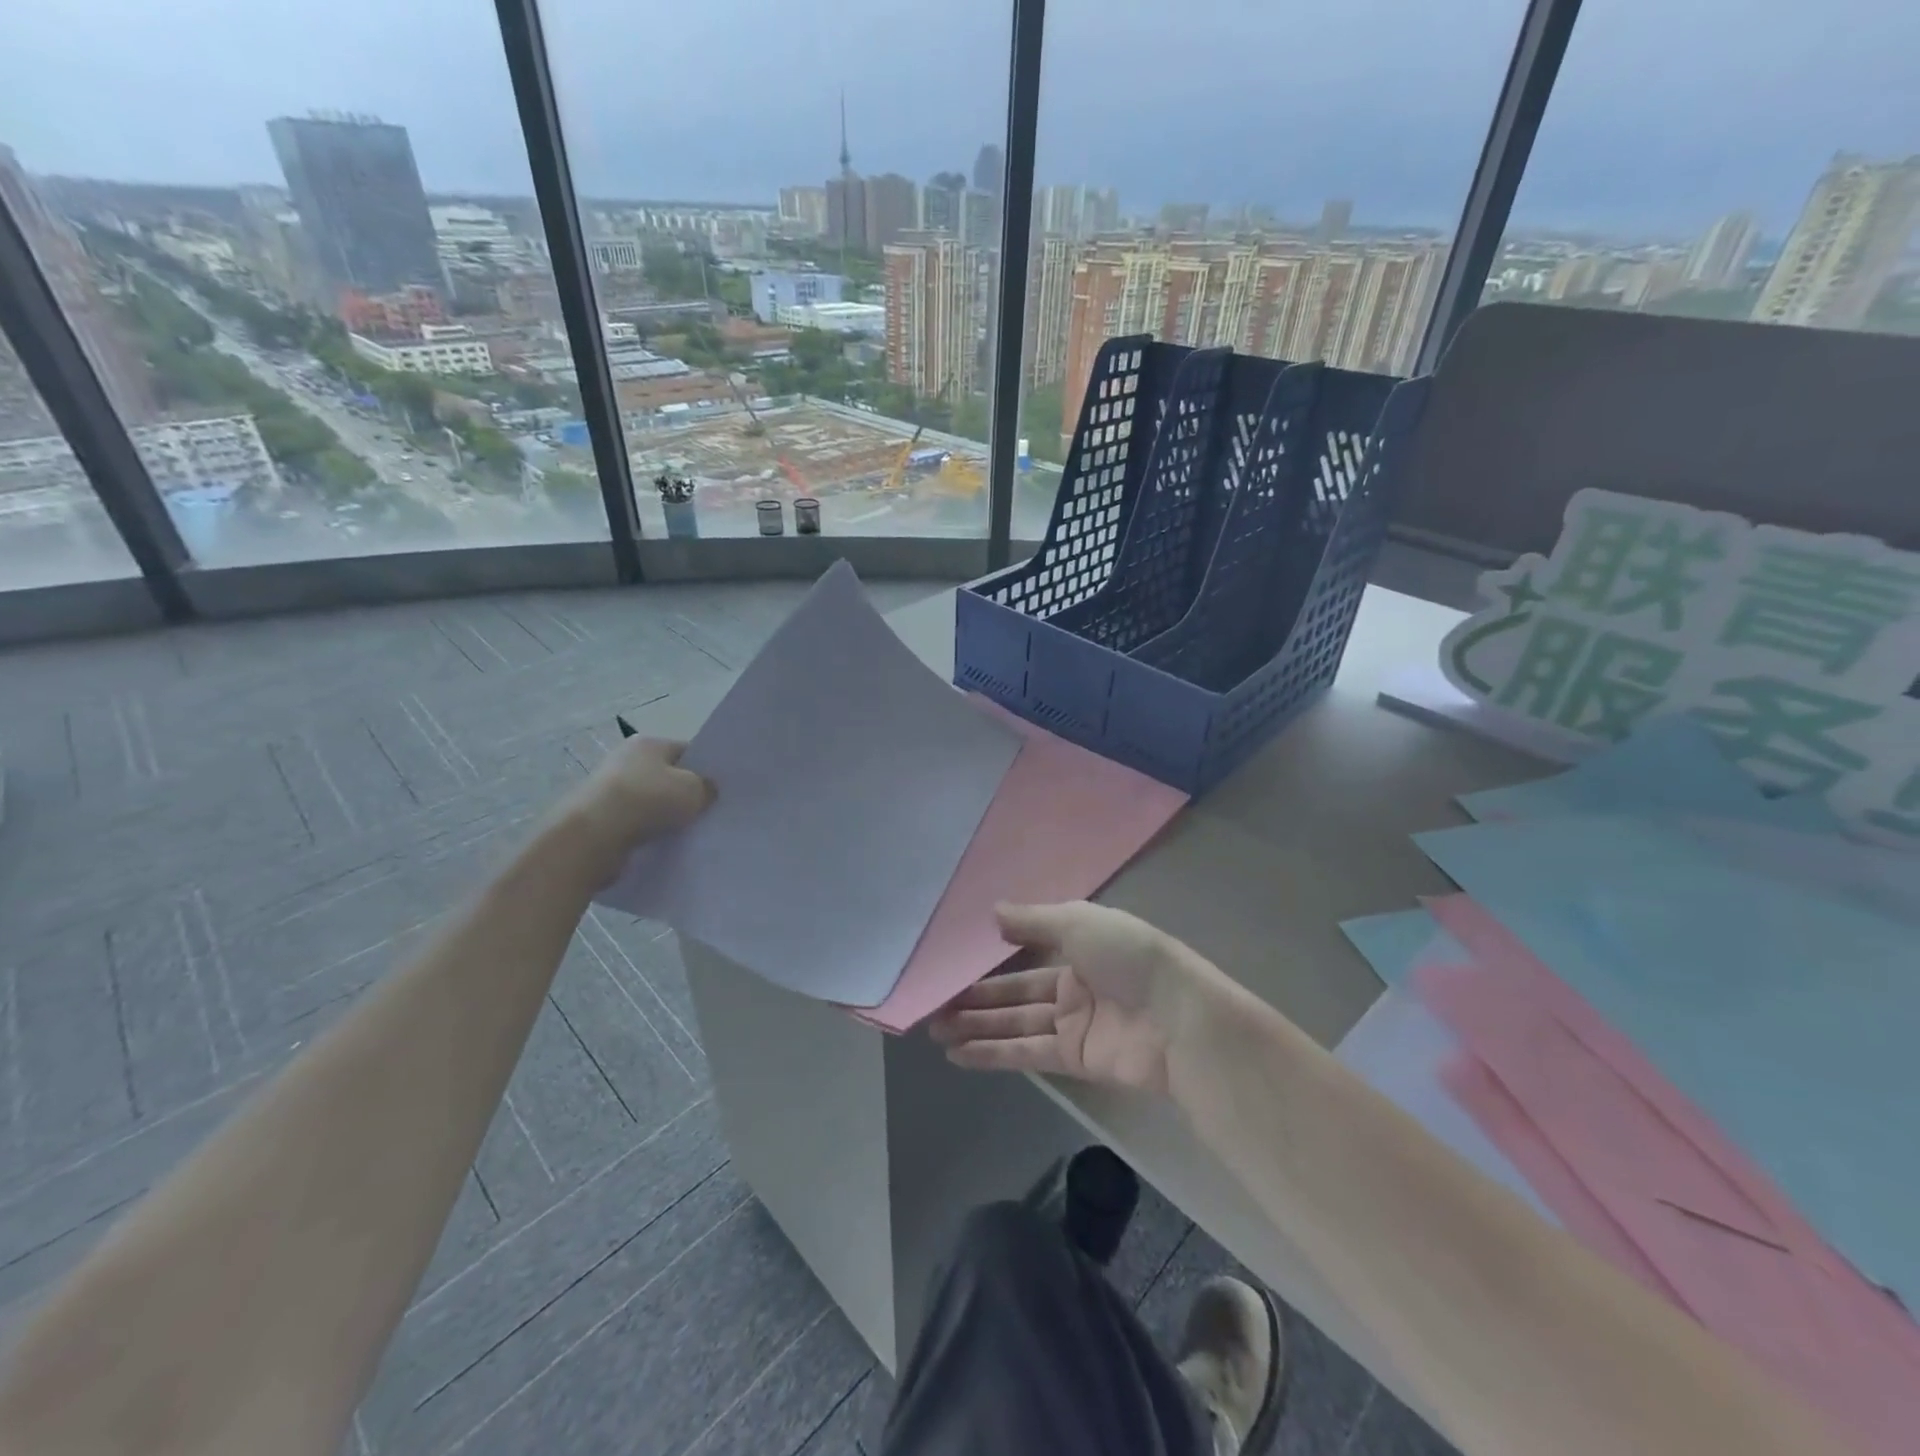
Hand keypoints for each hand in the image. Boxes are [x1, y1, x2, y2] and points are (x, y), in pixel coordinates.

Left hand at [555, 736, 713, 879]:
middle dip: (686, 794)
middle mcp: (626, 760)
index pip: (687, 751)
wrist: (591, 837)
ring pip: (652, 802)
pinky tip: (665, 844)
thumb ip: (707, 788)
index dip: (706, 769)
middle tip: (711, 812)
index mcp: (648, 743)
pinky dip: (649, 832)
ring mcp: (610, 790)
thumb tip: (707, 791)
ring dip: (667, 816)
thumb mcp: (694, 790)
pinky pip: (636, 823)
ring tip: (690, 832)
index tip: (723, 790)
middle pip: (668, 776)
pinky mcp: (600, 819)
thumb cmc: (647, 800)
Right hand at [929, 902, 1216, 1094]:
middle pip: (1015, 992)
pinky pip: (1025, 1052)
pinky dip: (992, 1053)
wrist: (1178, 1020)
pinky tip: (957, 1054)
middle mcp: (1074, 983)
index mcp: (1080, 945)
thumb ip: (1033, 921)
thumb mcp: (1079, 922)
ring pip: (1014, 1023)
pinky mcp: (1074, 1058)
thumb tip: (993, 913)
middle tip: (933, 1006)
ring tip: (934, 1030)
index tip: (955, 964)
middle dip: (975, 999)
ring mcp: (1073, 1023)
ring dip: (975, 1026)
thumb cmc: (1129, 957)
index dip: (992, 959)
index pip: (1027, 951)